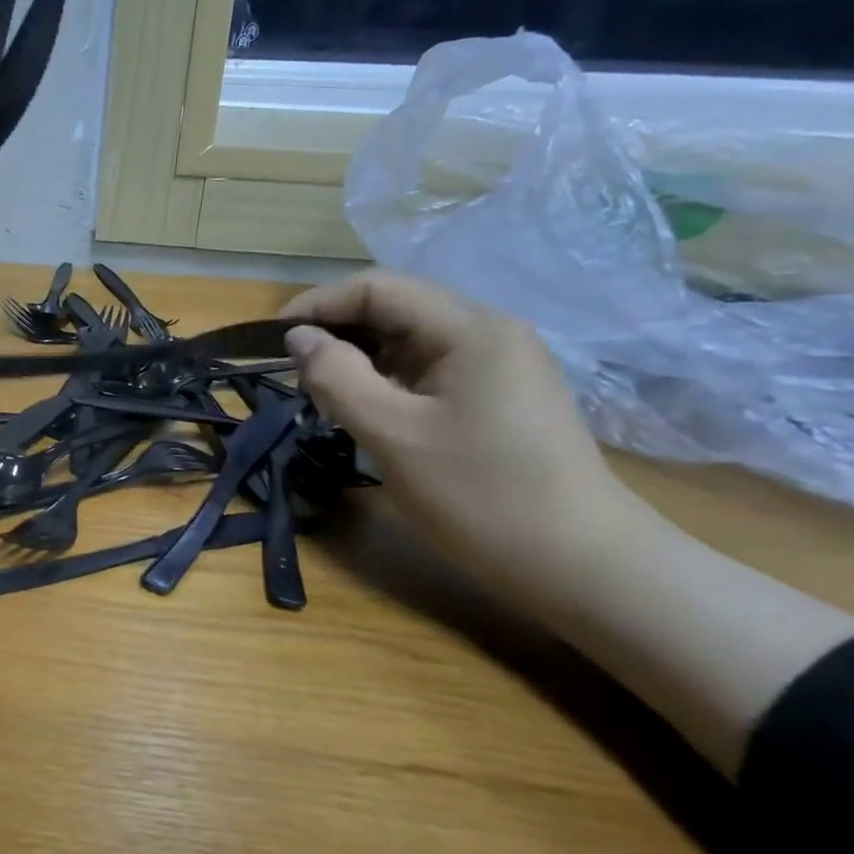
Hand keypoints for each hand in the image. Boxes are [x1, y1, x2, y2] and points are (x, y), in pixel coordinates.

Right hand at [280, 270, 643, 607]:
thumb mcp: (392, 435)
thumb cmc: (480, 496)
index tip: (273, 340)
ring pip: (410, 340)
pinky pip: (428, 368)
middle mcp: (489, 331)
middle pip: (395, 308)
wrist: (580, 565)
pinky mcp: (500, 394)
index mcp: (470, 328)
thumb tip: (298, 338)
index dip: (318, 304)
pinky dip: (387, 379)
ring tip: (324, 394)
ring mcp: (500, 363)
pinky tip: (368, 409)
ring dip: (360, 358)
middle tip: (295, 372)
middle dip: (337, 331)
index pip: (377, 288)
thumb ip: (336, 377)